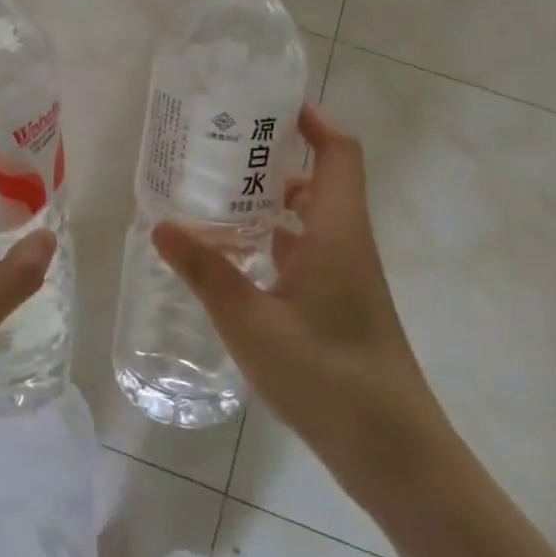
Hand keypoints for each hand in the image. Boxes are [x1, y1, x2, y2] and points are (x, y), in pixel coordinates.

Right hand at [153, 105, 445, 503]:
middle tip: (221, 148)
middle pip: (321, 180)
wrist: (394, 453)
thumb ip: (206, 272)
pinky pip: (306, 252)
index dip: (313, 120)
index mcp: (337, 232)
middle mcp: (346, 243)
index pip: (338, 153)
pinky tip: (234, 257)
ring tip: (216, 195)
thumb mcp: (253, 324)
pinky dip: (274, 241)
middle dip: (277, 158)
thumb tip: (161, 224)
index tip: (270, 103)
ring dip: (272, 202)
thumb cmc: (329, 377)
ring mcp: (346, 276)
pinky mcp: (340, 304)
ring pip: (311, 219)